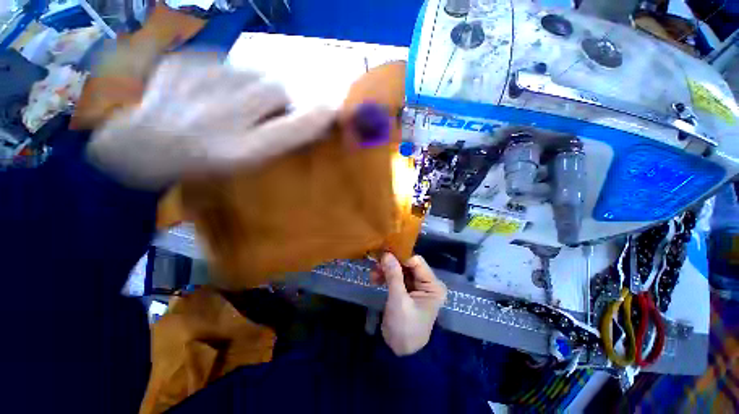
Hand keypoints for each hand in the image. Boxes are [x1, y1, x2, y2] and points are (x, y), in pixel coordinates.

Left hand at [86, 55, 335, 189]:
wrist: (144, 148)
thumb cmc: (208, 161)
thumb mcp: (253, 159)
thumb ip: (287, 138)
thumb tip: (319, 118)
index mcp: (241, 148)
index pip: (292, 126)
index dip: (316, 116)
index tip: (333, 110)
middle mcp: (222, 117)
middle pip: (275, 89)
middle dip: (280, 99)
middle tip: (266, 111)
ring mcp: (196, 86)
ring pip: (251, 74)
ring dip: (255, 86)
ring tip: (237, 103)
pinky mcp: (178, 64)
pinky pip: (221, 63)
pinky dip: (226, 75)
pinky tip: (210, 92)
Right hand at [371, 253, 446, 355]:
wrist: (401, 352)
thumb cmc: (405, 328)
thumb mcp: (398, 301)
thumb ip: (393, 276)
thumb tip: (386, 254)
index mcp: (432, 285)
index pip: (416, 262)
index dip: (400, 257)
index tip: (383, 254)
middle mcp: (427, 283)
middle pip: (407, 264)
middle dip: (391, 263)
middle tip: (375, 262)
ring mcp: (416, 286)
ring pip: (400, 269)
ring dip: (386, 269)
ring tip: (373, 274)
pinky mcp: (406, 290)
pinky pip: (395, 277)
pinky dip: (385, 276)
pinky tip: (374, 279)